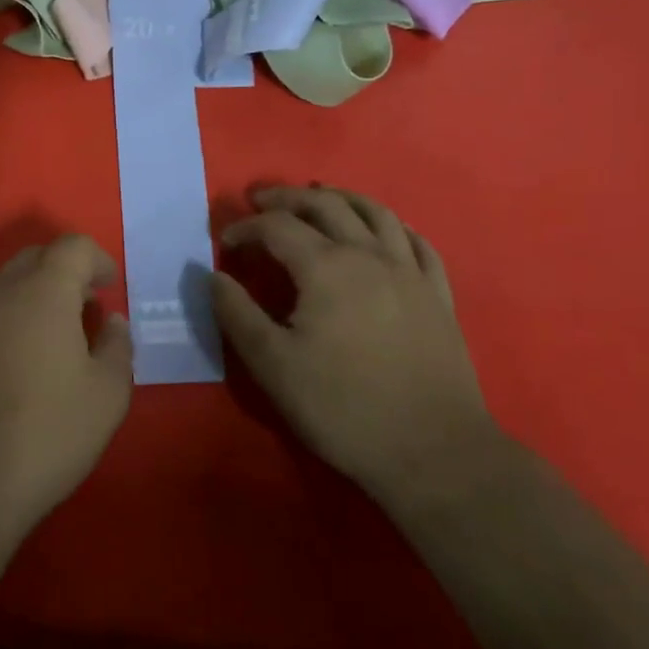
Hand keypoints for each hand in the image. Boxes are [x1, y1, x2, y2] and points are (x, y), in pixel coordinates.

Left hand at [0, 236, 132, 543]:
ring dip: (28, 302)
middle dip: (62, 275)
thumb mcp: (106, 398)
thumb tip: (110, 322)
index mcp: (41, 293)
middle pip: (32, 260)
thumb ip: (117, 348)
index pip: (72, 247)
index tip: (108, 287)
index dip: (96, 259)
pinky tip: (4, 378)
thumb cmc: (43, 436)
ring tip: (45, 347)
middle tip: (82, 314)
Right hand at [210, 185, 498, 506]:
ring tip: (318, 197)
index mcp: (326, 267)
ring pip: (375, 212)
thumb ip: (236, 313)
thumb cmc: (343, 407)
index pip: (277, 227)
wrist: (433, 451)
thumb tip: (211, 275)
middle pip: (326, 205)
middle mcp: (369, 255)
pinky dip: (392, 225)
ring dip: (340, 198)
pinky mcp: (437, 294)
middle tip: (260, 200)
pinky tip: (383, 231)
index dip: (246, 227)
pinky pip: (417, 242)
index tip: (225, 242)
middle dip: (287, 198)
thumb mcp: (272, 365)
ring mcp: (410, 272)